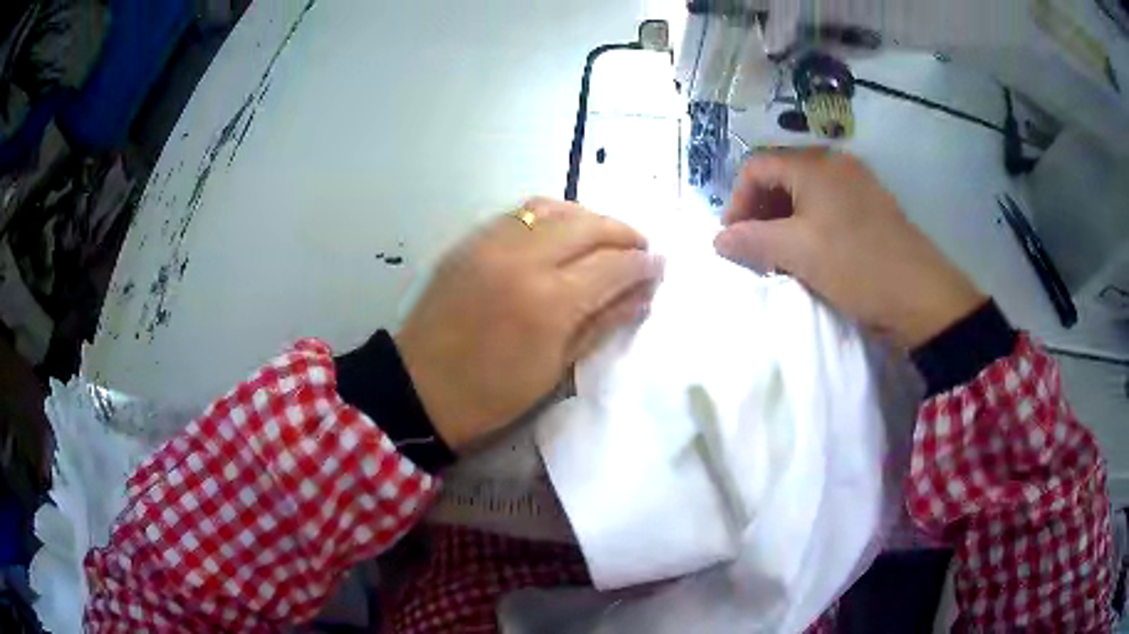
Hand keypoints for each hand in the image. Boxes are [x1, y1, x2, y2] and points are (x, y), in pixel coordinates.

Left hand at [396, 199, 663, 449]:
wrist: (420, 387)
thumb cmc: (492, 395)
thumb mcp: (555, 368)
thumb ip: (602, 323)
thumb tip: (642, 294)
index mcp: (549, 301)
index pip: (612, 266)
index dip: (643, 264)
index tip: (660, 266)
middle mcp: (523, 258)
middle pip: (588, 225)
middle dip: (623, 232)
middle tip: (641, 248)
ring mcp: (492, 242)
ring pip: (554, 208)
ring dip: (588, 218)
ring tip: (605, 238)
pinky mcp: (470, 240)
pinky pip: (521, 213)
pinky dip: (552, 216)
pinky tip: (562, 233)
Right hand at [714, 149, 984, 348]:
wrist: (921, 294)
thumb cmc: (856, 265)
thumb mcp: (798, 253)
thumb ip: (752, 240)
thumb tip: (718, 239)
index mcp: (813, 164)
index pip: (756, 167)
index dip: (737, 201)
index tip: (733, 240)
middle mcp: (834, 163)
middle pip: (780, 176)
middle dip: (760, 211)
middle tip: (755, 250)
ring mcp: (856, 183)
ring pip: (804, 192)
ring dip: (784, 220)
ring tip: (781, 257)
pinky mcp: (871, 205)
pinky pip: (828, 205)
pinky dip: (809, 225)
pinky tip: (812, 253)